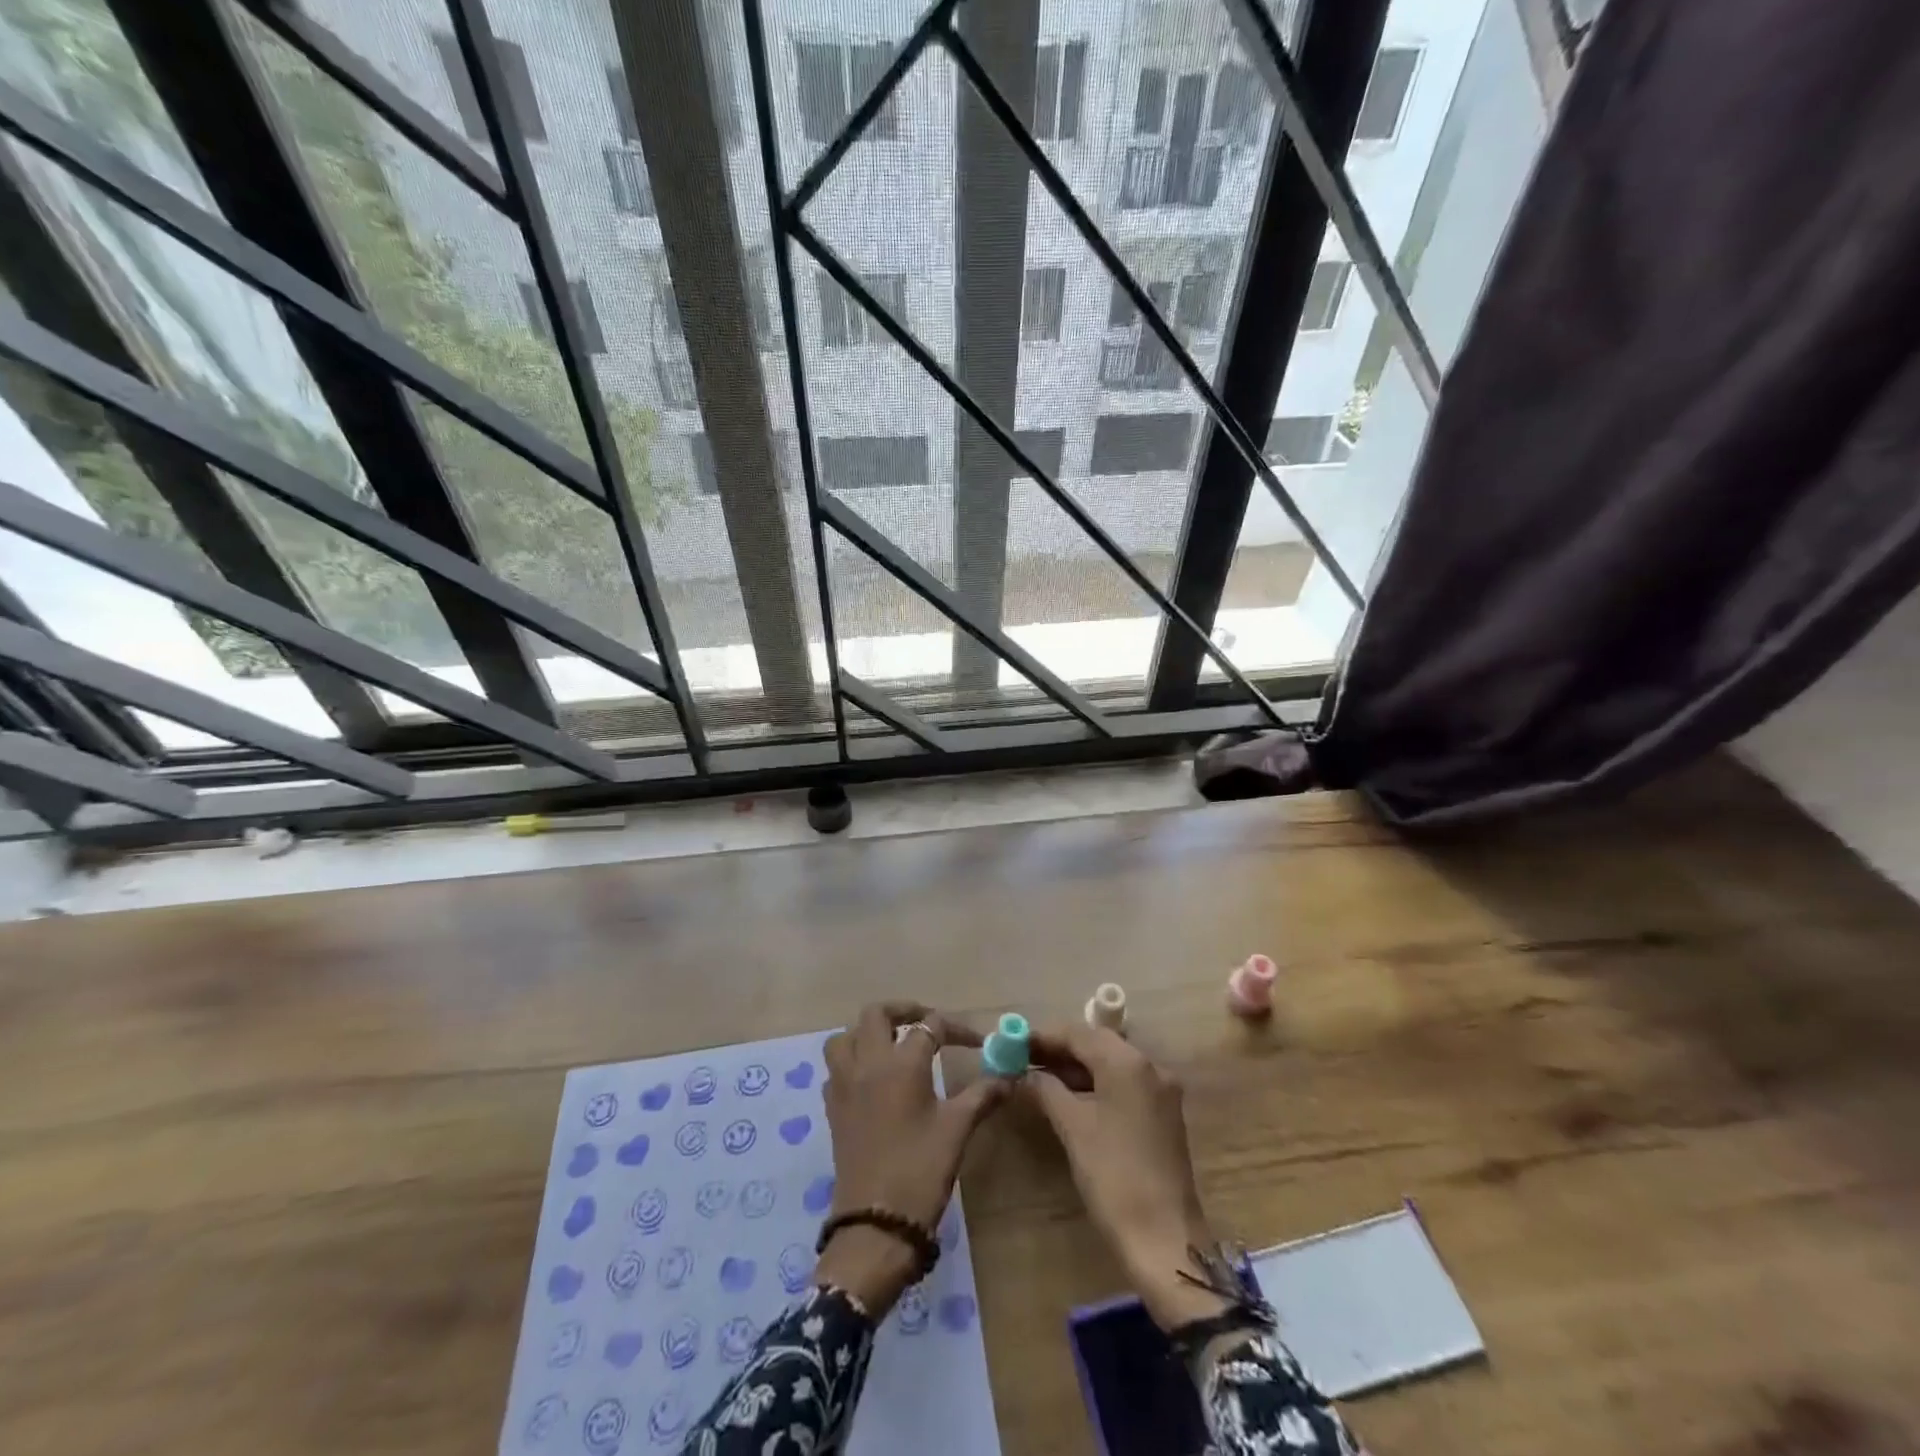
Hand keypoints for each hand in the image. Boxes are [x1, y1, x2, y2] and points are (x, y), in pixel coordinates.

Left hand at [815, 1002, 1008, 1313]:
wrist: (875, 1224)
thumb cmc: (920, 1170)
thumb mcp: (958, 1129)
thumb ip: (982, 1095)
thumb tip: (1009, 1076)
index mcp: (901, 1063)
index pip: (930, 1026)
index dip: (957, 1029)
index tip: (978, 1042)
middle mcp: (868, 1063)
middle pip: (877, 1014)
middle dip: (903, 1011)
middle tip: (927, 1024)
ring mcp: (844, 1085)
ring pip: (847, 1036)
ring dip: (869, 1032)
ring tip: (894, 1044)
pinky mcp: (833, 1108)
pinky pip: (836, 1067)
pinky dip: (852, 1061)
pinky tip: (873, 1079)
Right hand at [1021, 1024, 1229, 1329]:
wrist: (1164, 1238)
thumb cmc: (1114, 1175)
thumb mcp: (1072, 1127)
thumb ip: (1044, 1089)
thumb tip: (1020, 1074)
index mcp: (1128, 1062)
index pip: (1078, 1033)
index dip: (1043, 1036)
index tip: (1012, 1044)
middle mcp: (1149, 1066)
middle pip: (1096, 1044)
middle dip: (1058, 1050)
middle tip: (1022, 1059)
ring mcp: (1160, 1091)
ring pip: (1110, 1064)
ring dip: (1075, 1068)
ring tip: (1037, 1077)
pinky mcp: (1162, 1114)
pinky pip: (1122, 1084)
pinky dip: (1095, 1085)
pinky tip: (1068, 1097)